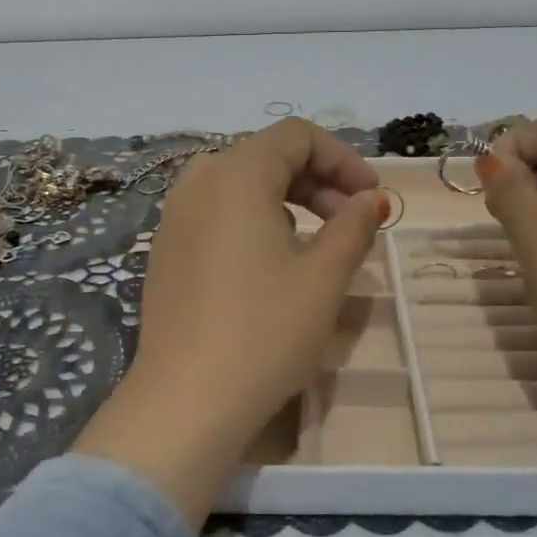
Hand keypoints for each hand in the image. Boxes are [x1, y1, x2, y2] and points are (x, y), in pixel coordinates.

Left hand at [74, 119, 386, 521]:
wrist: (185, 400)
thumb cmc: (264, 332)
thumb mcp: (323, 277)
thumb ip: (352, 227)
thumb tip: (368, 202)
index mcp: (234, 174)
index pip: (297, 136)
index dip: (342, 158)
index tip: (371, 198)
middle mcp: (197, 182)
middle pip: (267, 156)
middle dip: (318, 180)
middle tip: (352, 222)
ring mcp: (174, 216)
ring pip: (241, 185)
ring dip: (288, 200)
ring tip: (317, 244)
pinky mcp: (165, 249)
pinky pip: (217, 213)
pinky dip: (254, 220)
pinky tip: (272, 263)